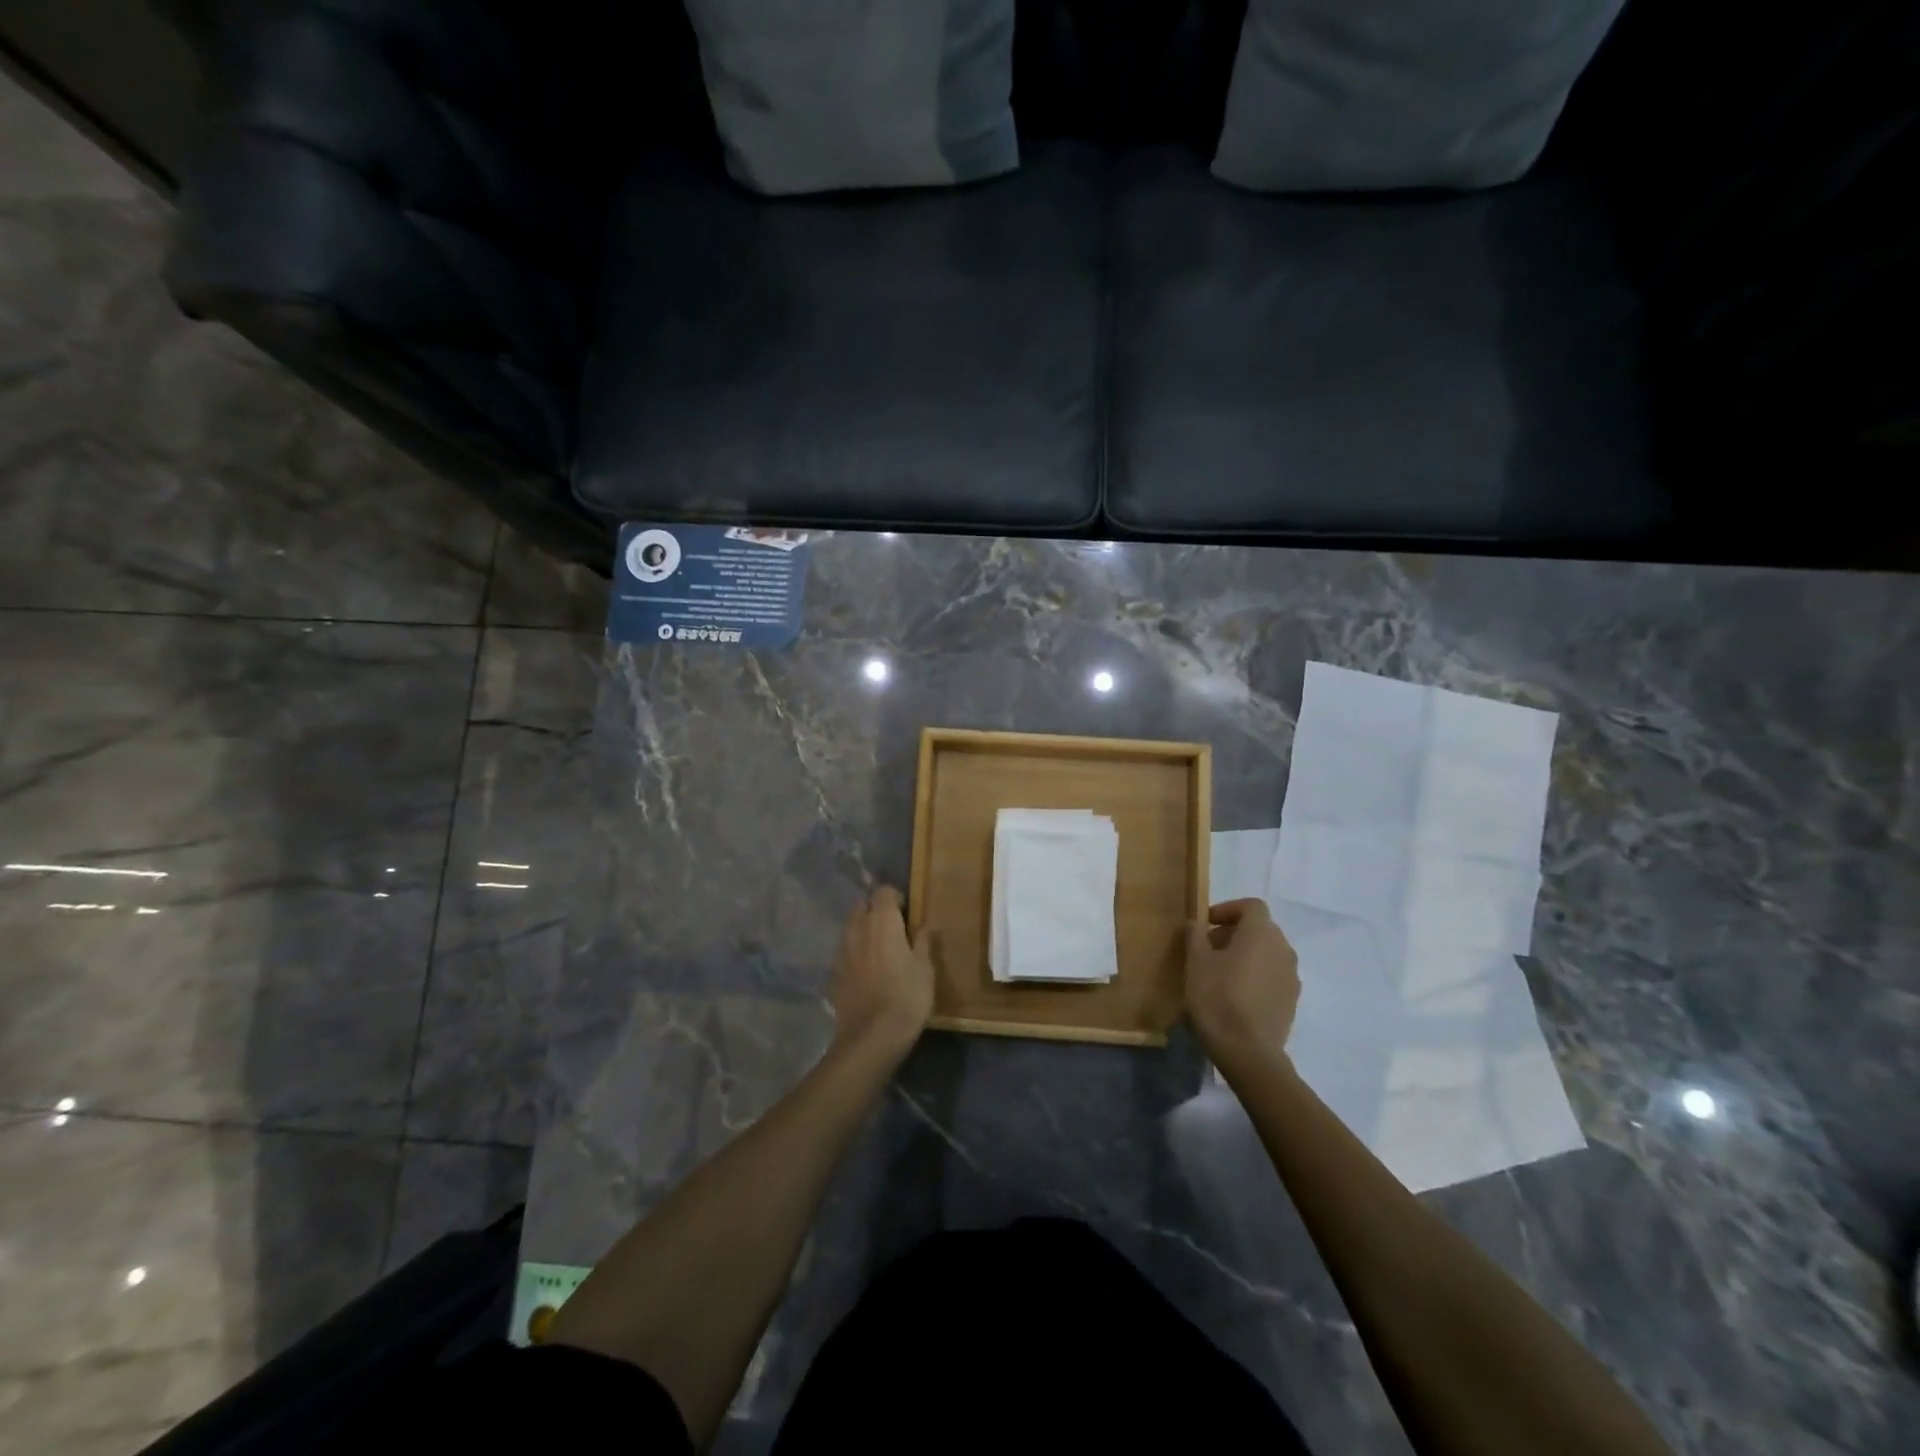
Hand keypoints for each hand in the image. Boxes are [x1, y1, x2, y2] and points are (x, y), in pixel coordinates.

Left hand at [829, 885, 934, 1058]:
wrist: (872, 1036)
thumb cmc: (907, 997)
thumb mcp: (925, 969)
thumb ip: (923, 943)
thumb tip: (924, 927)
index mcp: (882, 921)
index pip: (884, 891)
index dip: (896, 898)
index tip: (907, 912)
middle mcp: (858, 928)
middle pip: (862, 905)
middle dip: (875, 910)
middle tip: (893, 927)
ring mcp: (842, 950)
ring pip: (850, 927)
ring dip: (863, 930)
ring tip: (879, 948)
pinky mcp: (834, 972)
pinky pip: (845, 951)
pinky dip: (854, 952)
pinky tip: (866, 970)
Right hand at [1184, 898, 1300, 1073]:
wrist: (1248, 1052)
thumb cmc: (1218, 998)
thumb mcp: (1196, 962)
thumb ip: (1196, 935)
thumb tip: (1197, 924)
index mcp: (1261, 933)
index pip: (1251, 906)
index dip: (1228, 909)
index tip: (1206, 925)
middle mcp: (1283, 949)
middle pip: (1260, 929)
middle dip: (1234, 933)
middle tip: (1208, 949)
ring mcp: (1292, 976)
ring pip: (1267, 953)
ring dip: (1246, 954)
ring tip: (1220, 973)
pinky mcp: (1292, 1001)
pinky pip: (1273, 976)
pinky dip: (1256, 975)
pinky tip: (1236, 995)